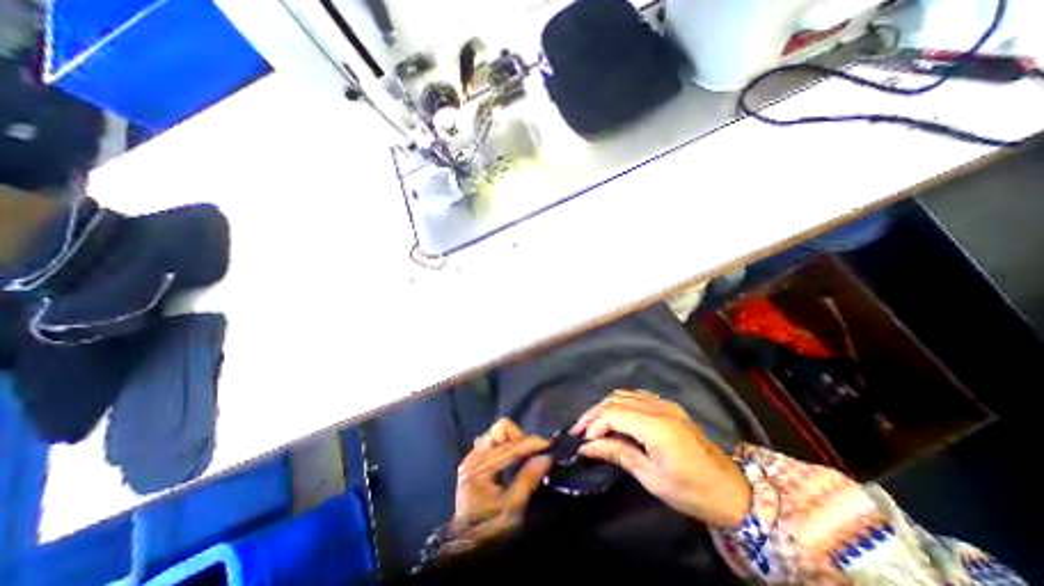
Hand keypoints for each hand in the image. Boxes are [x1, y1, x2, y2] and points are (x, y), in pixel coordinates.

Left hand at [458, 419, 554, 523]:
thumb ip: (528, 479)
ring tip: (527, 455)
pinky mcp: (475, 460)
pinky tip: (514, 458)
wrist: (470, 547)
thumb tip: (547, 457)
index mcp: (479, 467)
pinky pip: (493, 441)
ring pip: (498, 433)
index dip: (532, 443)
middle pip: (501, 430)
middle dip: (521, 438)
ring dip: (514, 440)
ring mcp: (472, 457)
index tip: (550, 446)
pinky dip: (506, 445)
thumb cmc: (490, 530)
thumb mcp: (512, 508)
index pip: (511, 445)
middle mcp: (473, 456)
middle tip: (535, 453)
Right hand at [570, 391, 750, 529]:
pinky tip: (614, 416)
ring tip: (592, 424)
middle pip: (615, 400)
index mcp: (655, 426)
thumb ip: (618, 454)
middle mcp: (658, 407)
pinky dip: (619, 403)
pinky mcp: (668, 406)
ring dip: (605, 406)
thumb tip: (587, 447)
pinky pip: (636, 396)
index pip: (613, 414)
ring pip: (624, 395)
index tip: (582, 441)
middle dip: (594, 413)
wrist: (731, 490)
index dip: (594, 424)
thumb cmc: (691, 491)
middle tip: (579, 430)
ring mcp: (664, 404)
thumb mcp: (651, 478)